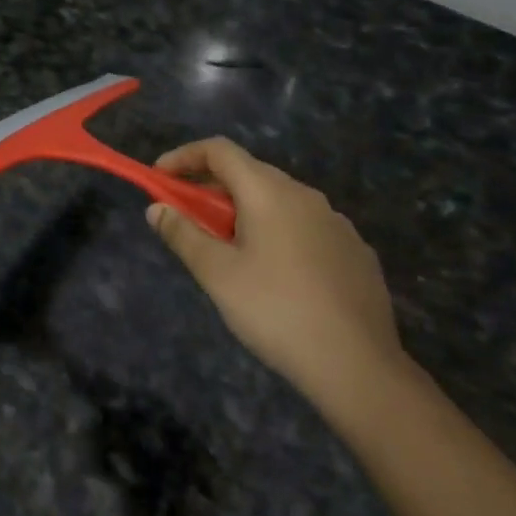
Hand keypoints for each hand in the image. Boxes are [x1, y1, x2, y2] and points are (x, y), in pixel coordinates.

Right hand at [147, 139, 407, 425]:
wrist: (359, 365)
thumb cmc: (275, 311)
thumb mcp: (216, 274)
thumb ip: (182, 234)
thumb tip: (157, 208)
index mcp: (269, 192)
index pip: (219, 150)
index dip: (183, 157)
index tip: (159, 179)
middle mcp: (305, 195)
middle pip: (249, 173)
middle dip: (211, 189)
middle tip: (188, 221)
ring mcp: (336, 222)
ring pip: (279, 201)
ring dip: (245, 212)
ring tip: (229, 252)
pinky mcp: (355, 251)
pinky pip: (305, 227)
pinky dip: (277, 233)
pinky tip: (276, 276)